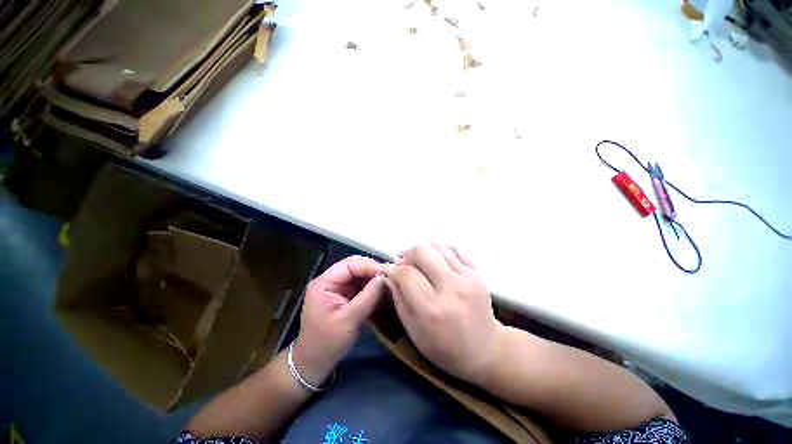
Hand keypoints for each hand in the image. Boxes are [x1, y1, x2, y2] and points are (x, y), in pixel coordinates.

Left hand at [293, 256, 384, 386]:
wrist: (315, 362)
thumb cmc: (327, 343)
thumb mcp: (348, 320)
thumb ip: (367, 297)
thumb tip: (384, 278)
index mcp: (324, 283)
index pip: (348, 265)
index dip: (368, 266)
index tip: (385, 273)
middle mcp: (330, 281)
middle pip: (354, 266)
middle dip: (371, 270)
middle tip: (388, 277)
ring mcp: (337, 287)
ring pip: (359, 274)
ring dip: (372, 277)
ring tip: (387, 282)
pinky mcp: (344, 295)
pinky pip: (360, 284)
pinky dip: (371, 286)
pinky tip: (381, 290)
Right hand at [382, 244, 502, 384]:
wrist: (486, 350)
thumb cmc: (444, 348)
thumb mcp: (413, 331)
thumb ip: (398, 299)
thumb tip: (388, 275)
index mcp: (432, 310)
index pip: (406, 274)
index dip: (392, 268)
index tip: (388, 270)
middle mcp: (451, 289)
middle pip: (422, 252)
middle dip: (407, 254)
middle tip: (403, 263)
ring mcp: (468, 278)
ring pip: (437, 246)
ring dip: (422, 250)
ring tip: (418, 261)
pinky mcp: (478, 272)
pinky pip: (455, 248)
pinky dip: (440, 249)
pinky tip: (435, 259)